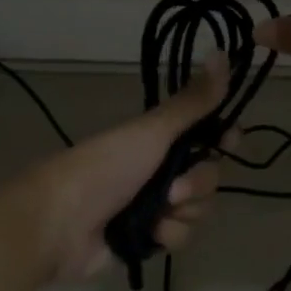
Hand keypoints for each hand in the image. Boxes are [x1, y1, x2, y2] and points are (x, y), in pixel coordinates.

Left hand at [11, 54, 234, 280]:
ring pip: (198, 209)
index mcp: (158, 139)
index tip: (231, 140)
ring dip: (183, 212)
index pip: (206, 134)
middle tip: (173, 189)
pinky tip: (149, 234)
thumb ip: (192, 102)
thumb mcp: (151, 131)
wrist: (59, 224)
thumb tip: (223, 52)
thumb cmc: (105, 168)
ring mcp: (154, 206)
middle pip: (208, 175)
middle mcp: (159, 169)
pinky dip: (168, 235)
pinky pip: (181, 236)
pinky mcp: (148, 238)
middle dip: (197, 184)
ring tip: (158, 214)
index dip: (223, 137)